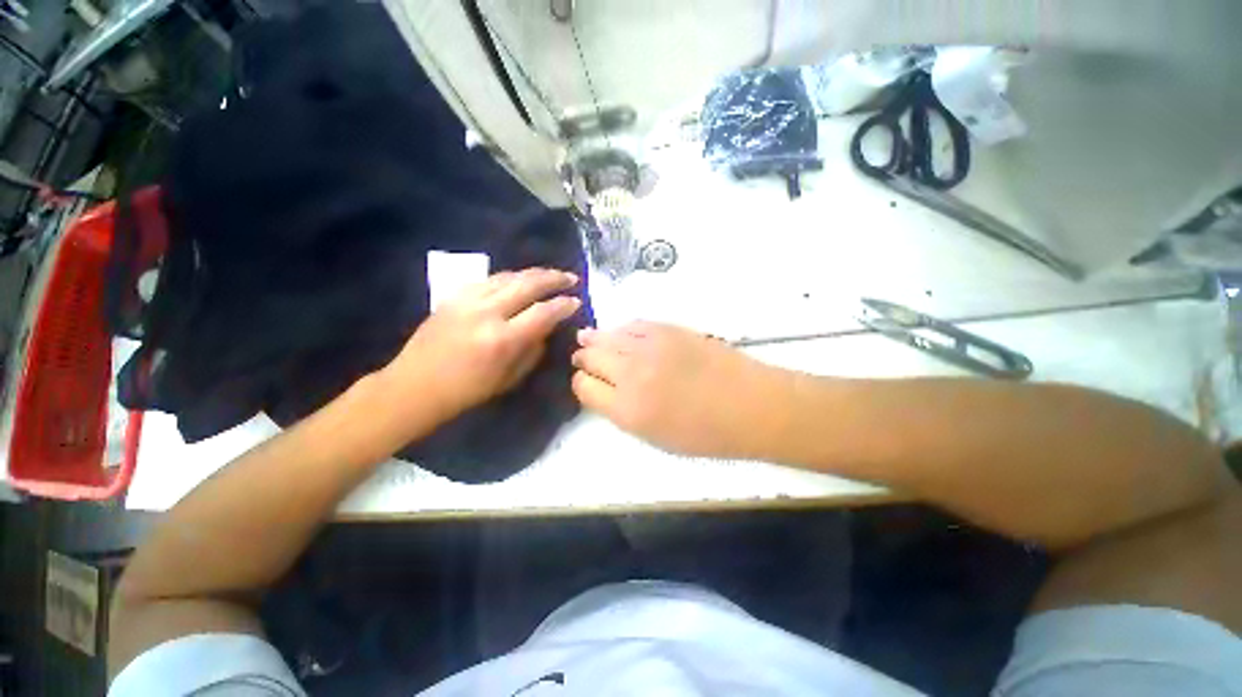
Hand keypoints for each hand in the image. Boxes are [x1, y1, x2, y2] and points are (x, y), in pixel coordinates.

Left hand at [381, 268, 580, 423]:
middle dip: (554, 279)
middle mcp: (486, 312)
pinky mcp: (454, 295)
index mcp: (502, 339)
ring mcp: (467, 300)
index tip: (577, 301)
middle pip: (528, 284)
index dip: (564, 305)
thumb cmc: (467, 391)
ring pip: (509, 276)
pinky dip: (510, 277)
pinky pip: (489, 279)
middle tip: (571, 278)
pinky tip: (519, 280)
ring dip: (533, 273)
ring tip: (550, 275)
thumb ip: (533, 349)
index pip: (543, 313)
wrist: (414, 385)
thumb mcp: (510, 378)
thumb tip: (547, 327)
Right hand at [571, 321, 787, 457]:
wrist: (749, 404)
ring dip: (595, 339)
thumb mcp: (656, 437)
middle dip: (584, 359)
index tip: (587, 383)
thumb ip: (623, 413)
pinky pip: (632, 324)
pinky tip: (619, 333)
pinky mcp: (667, 329)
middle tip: (583, 358)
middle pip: (590, 357)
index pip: (584, 387)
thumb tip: (605, 390)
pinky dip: (621, 329)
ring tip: (588, 339)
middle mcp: (630, 374)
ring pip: (606, 336)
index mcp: (626, 409)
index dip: (582, 383)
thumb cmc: (706, 433)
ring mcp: (649, 346)